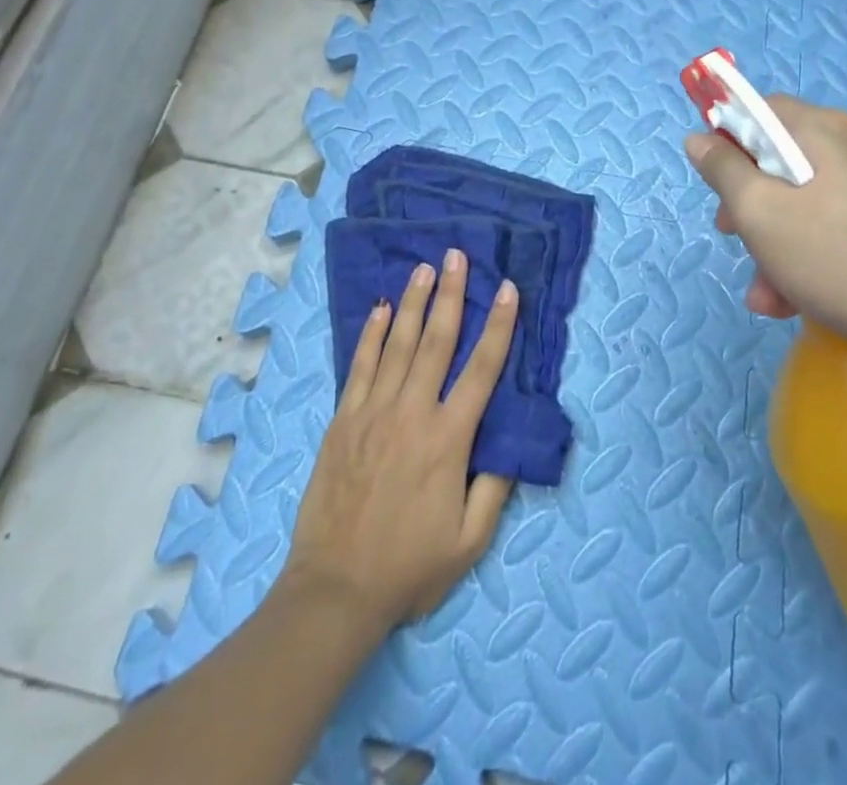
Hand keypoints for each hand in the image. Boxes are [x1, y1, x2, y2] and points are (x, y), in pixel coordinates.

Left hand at [281, 249, 518, 634]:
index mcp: (448, 439)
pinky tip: (381, 309)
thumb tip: (511, 442)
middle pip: (437, 341)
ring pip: (398, 344)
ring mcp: (373, 412)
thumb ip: (494, 488)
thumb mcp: (469, 541)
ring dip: (413, 303)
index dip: (498, 326)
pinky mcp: (343, 420)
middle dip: (451, 294)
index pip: (482, 370)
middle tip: (456, 256)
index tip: (508, 290)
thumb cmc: (409, 568)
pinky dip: (372, 335)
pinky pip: (360, 366)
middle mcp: (412, 413)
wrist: (336, 590)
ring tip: (424, 268)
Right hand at [684, 95, 846, 360]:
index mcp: (826, 129)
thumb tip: (698, 138)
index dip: (727, 138)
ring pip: (806, 197)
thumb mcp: (759, 213)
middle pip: (782, 157)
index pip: (761, 109)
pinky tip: (798, 297)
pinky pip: (836, 220)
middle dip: (749, 200)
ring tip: (767, 293)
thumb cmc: (834, 259)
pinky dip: (810, 249)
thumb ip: (723, 169)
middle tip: (732, 235)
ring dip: (775, 238)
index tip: (715, 182)